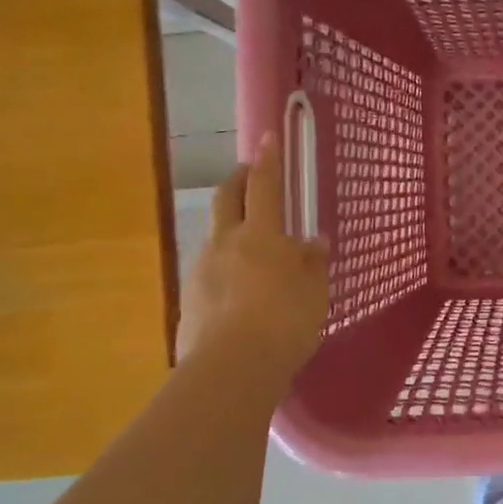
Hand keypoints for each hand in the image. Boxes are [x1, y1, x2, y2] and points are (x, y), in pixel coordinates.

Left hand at [176, 131, 328, 373]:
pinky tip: (236, 290)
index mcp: (261, 234)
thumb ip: (312, 263)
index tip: (268, 136)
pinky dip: (223, 269)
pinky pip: (208, 273)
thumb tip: (314, 242)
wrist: (232, 367)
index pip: (265, 185)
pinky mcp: (188, 301)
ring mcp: (201, 271)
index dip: (268, 159)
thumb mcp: (314, 291)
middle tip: (247, 173)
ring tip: (249, 245)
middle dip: (237, 180)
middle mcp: (225, 243)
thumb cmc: (285, 321)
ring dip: (229, 228)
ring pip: (214, 236)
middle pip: (227, 199)